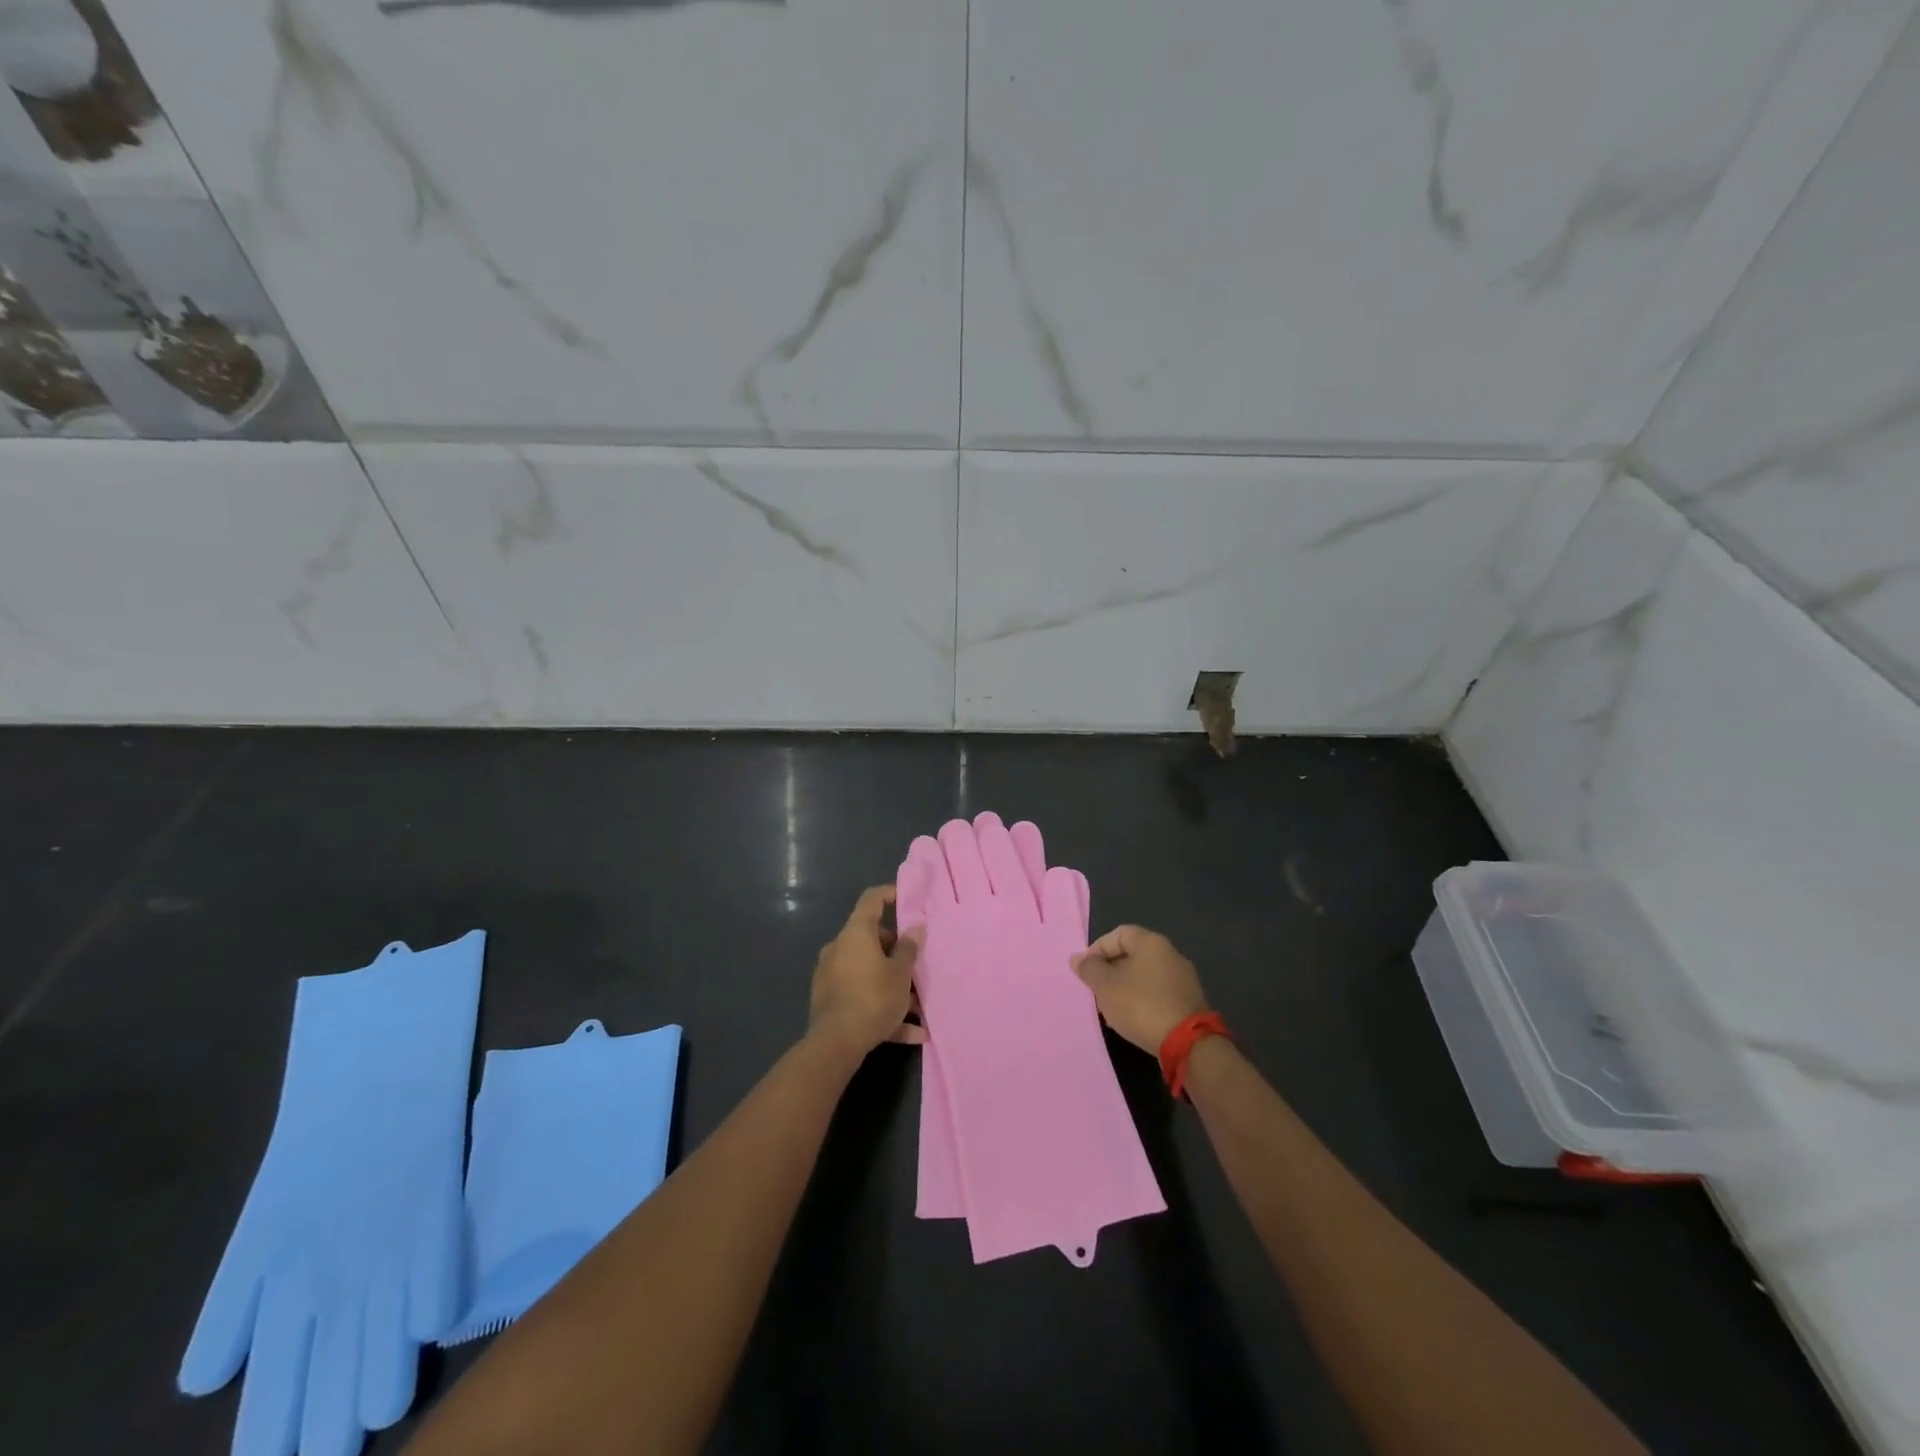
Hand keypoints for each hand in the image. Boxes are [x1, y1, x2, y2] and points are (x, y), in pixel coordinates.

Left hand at [808, 885, 925, 1058]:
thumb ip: (909, 949)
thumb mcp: (900, 974)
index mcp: (856, 934)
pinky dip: (883, 1008)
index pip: (871, 900)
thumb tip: (916, 927)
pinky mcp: (829, 1000)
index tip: (905, 898)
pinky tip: (911, 1033)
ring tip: (920, 1009)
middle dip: (897, 952)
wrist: (836, 1043)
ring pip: (869, 972)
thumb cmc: (873, 997)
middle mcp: (840, 948)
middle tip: (918, 967)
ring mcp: (831, 974)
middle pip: (872, 940)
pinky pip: (861, 995)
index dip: (889, 894)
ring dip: (893, 986)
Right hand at [1073, 925, 1208, 1054]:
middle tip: (1098, 991)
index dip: (1098, 949)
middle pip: (1132, 954)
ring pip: (1145, 974)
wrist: (1187, 1043)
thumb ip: (1089, 969)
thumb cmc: (1141, 1005)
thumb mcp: (1106, 986)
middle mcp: (1171, 953)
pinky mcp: (1190, 1000)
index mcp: (1151, 942)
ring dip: (1126, 986)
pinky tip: (1135, 1018)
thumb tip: (1077, 958)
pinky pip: (1159, 991)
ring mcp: (1184, 977)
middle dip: (1111, 971)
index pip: (1118, 934)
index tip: (1087, 972)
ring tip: (1113, 1007)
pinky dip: (1144, 999)